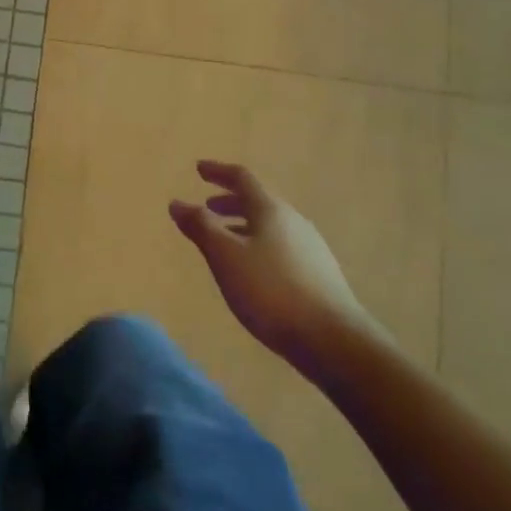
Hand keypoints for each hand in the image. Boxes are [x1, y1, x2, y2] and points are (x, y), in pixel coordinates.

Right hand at [169, 160, 372, 368]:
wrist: (334, 341)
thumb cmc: (270, 291)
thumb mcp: (225, 256)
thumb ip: (200, 227)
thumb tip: (177, 203)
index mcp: (271, 211)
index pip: (242, 179)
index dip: (218, 171)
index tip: (199, 169)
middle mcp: (294, 222)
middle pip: (259, 202)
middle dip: (230, 201)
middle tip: (207, 206)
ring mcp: (310, 249)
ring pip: (270, 226)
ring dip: (243, 225)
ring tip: (223, 240)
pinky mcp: (318, 275)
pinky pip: (280, 247)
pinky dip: (257, 245)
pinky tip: (251, 270)